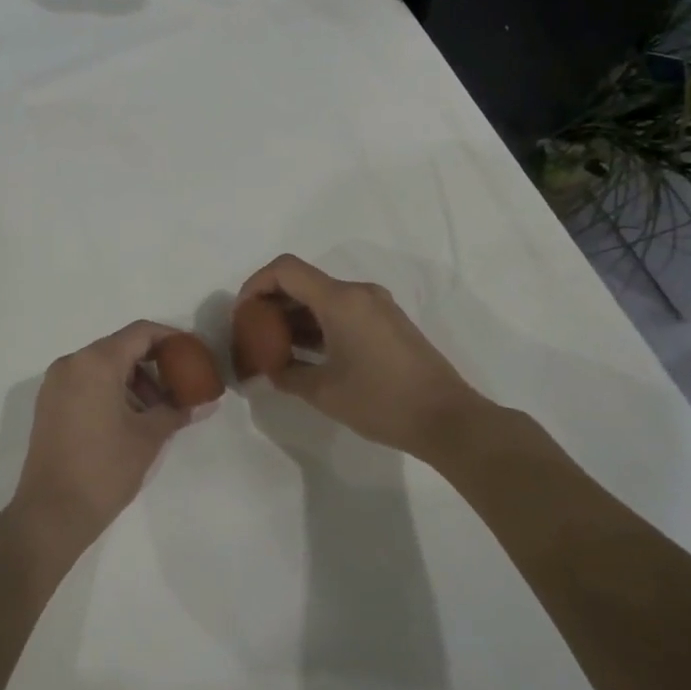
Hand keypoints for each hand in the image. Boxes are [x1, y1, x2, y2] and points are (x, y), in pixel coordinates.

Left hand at [12, 321, 189, 549]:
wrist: (51, 513)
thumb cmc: (104, 469)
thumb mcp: (148, 437)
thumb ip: (178, 410)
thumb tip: (207, 402)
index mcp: (95, 362)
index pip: (140, 333)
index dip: (171, 339)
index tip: (194, 355)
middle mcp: (71, 363)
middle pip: (120, 347)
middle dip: (154, 363)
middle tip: (180, 387)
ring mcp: (55, 383)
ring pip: (103, 365)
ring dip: (134, 380)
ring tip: (157, 411)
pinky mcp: (49, 404)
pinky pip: (86, 382)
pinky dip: (111, 390)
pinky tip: (130, 419)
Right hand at [235, 254, 495, 459]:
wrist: (448, 419)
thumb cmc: (381, 401)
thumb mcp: (324, 392)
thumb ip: (287, 374)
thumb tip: (271, 369)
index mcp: (341, 300)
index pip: (285, 270)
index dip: (255, 284)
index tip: (242, 313)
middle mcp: (359, 293)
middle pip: (303, 281)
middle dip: (272, 303)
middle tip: (253, 334)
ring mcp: (377, 306)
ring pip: (322, 298)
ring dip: (295, 316)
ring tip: (275, 348)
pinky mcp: (387, 322)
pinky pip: (342, 311)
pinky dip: (318, 324)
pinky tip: (306, 354)